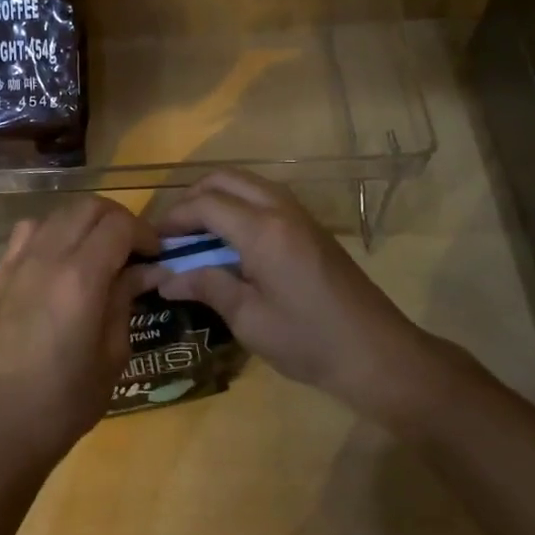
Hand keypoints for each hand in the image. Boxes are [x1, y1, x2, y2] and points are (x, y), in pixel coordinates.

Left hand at [0, 197, 157, 470]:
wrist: (1, 424)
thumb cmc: (66, 399)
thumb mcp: (113, 354)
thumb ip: (126, 299)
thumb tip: (146, 270)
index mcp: (81, 277)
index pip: (119, 225)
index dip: (144, 233)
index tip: (156, 255)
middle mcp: (48, 256)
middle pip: (89, 207)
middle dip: (119, 219)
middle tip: (134, 248)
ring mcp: (19, 260)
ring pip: (59, 212)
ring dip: (86, 221)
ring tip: (100, 250)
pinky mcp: (1, 272)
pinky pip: (29, 230)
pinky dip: (53, 229)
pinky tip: (60, 257)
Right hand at [149, 170, 434, 423]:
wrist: (380, 355)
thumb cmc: (309, 341)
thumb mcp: (249, 320)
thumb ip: (206, 287)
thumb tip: (166, 279)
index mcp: (263, 230)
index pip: (205, 203)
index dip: (174, 218)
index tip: (154, 241)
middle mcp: (280, 209)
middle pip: (224, 179)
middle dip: (192, 198)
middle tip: (174, 232)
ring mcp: (300, 214)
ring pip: (246, 183)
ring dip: (217, 198)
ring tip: (198, 235)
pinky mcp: (311, 226)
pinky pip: (264, 196)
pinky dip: (238, 205)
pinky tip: (231, 241)